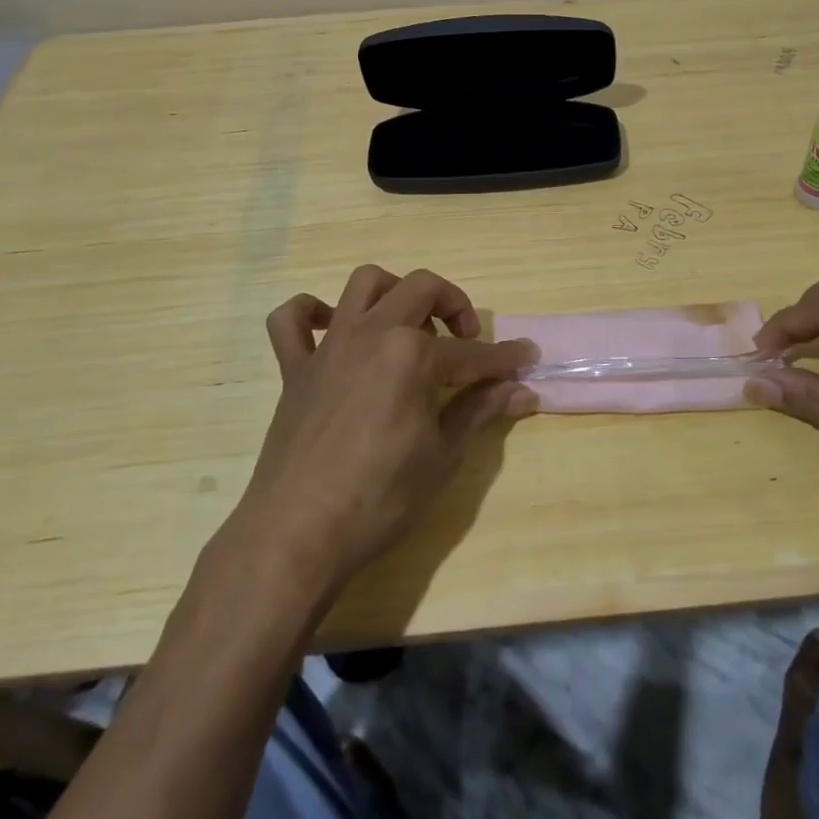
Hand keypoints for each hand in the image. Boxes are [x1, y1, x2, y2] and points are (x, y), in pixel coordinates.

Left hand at [226, 266, 534, 592]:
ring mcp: (329, 346)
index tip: (527, 357)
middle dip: (455, 305)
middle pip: (422, 288)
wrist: (298, 534)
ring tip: (409, 328)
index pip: (473, 352)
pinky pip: (291, 319)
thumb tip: (523, 391)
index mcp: (412, 354)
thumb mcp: (444, 456)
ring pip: (364, 284)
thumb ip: (480, 410)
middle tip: (467, 341)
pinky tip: (333, 330)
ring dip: (394, 293)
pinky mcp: (295, 368)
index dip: (505, 358)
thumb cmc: (381, 498)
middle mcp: (372, 333)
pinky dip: (311, 313)